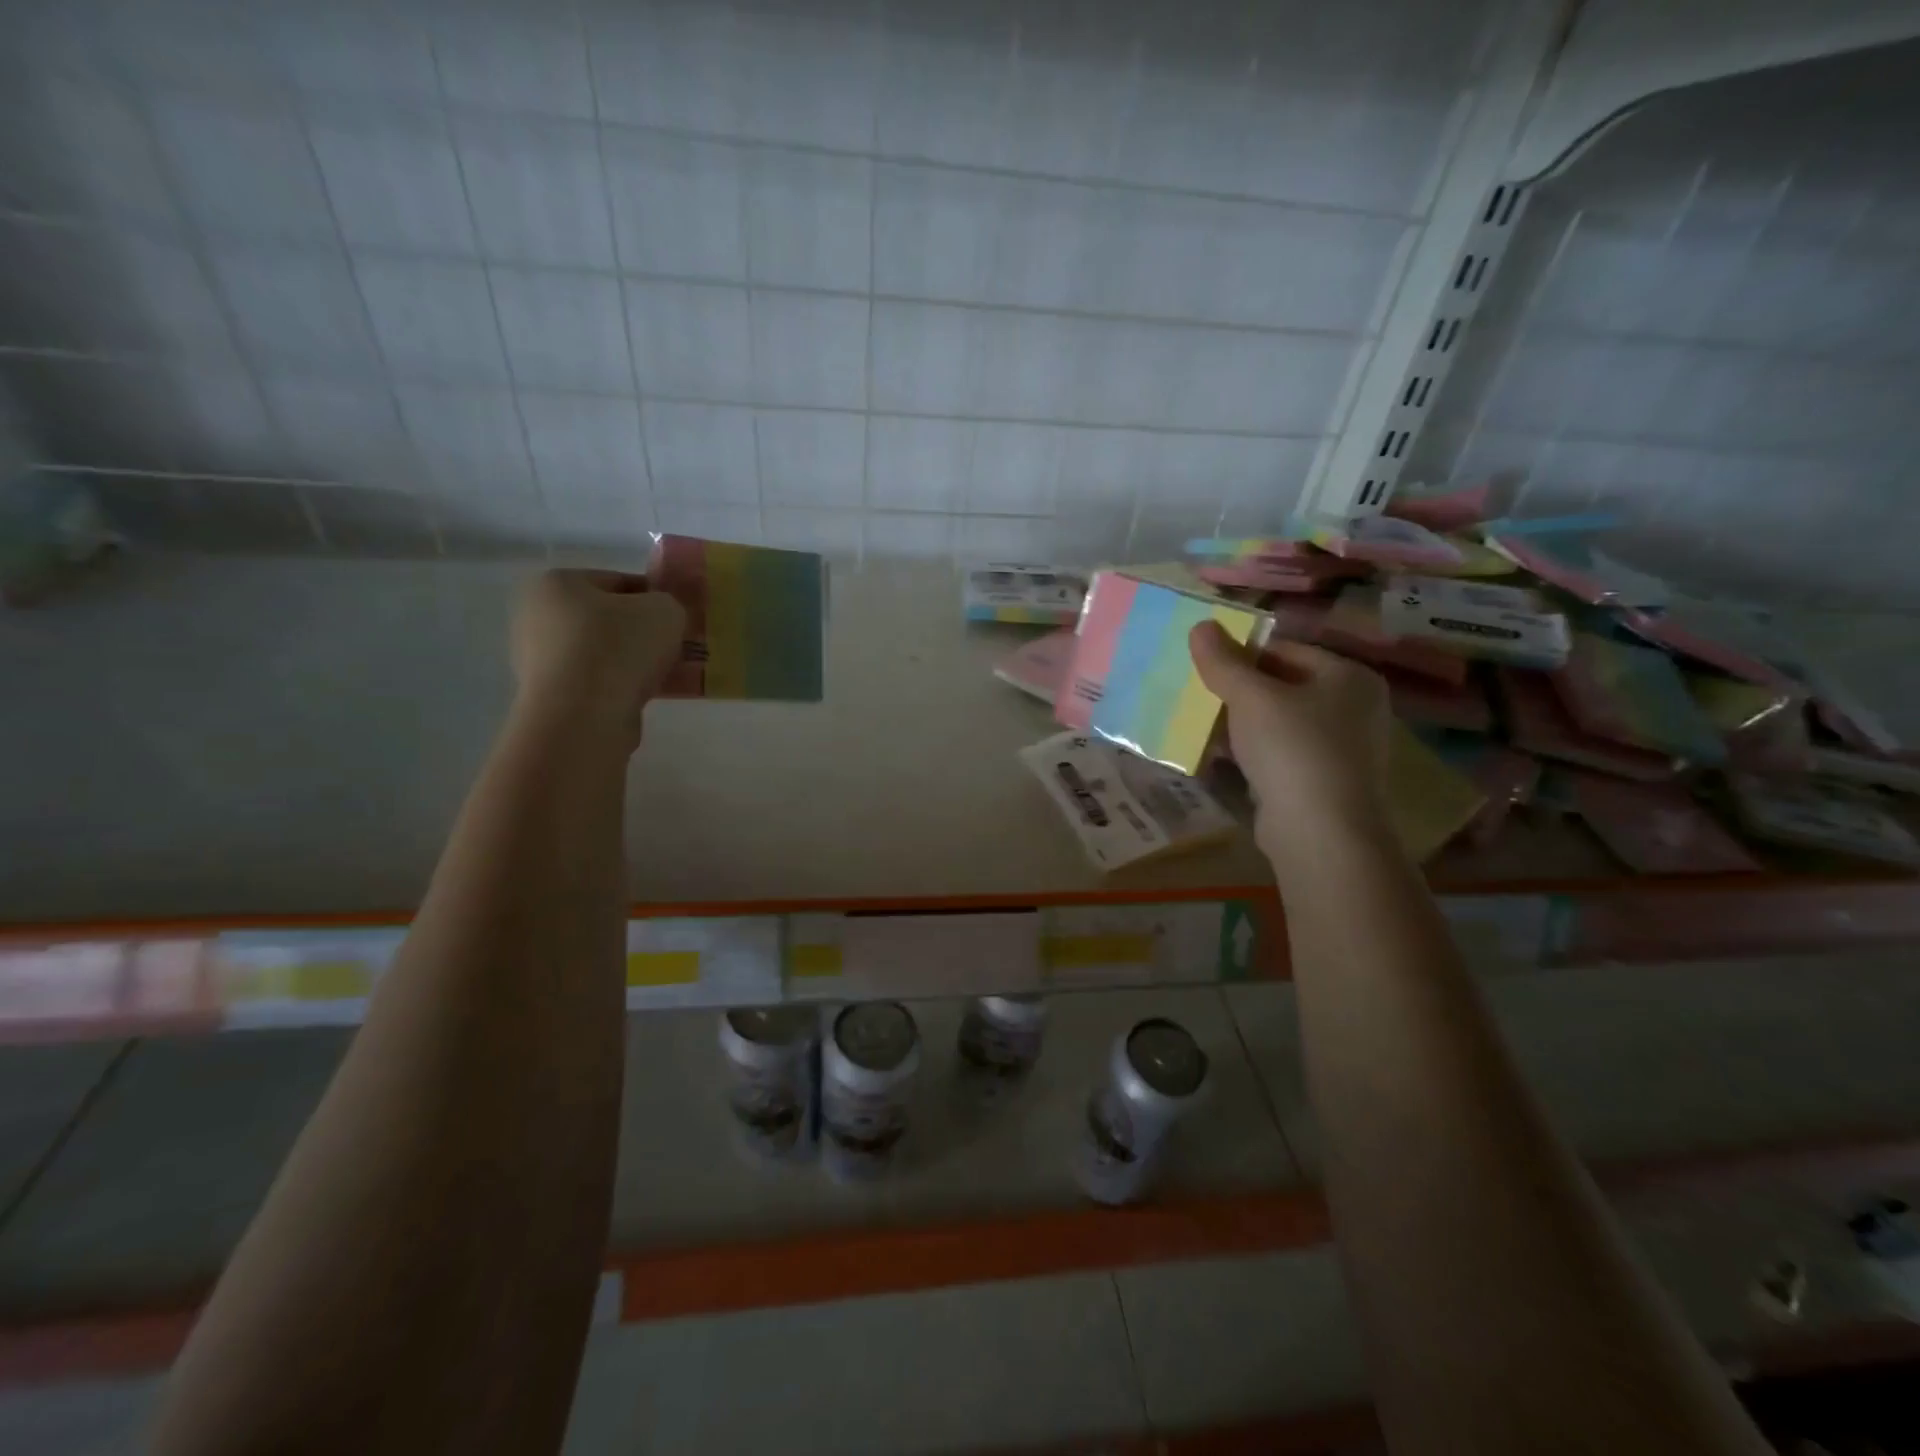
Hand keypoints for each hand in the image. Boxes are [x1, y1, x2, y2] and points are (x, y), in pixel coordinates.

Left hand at [510, 569, 686, 753]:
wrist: (585, 716)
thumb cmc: (620, 648)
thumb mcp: (665, 611)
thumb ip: (668, 604)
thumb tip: (662, 617)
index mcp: (556, 582)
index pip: (617, 581)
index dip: (654, 597)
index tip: (678, 619)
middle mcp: (536, 616)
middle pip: (607, 618)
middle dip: (641, 632)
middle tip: (674, 648)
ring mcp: (538, 658)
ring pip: (602, 652)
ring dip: (632, 661)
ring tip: (665, 675)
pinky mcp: (550, 695)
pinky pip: (596, 682)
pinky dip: (620, 686)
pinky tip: (645, 695)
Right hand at [1189, 621, 1391, 847]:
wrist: (1320, 832)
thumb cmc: (1292, 749)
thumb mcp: (1251, 697)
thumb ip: (1223, 661)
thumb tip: (1200, 625)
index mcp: (1349, 676)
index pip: (1286, 650)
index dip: (1241, 654)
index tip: (1204, 666)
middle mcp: (1354, 708)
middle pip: (1283, 686)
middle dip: (1238, 691)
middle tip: (1199, 695)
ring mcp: (1342, 748)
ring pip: (1279, 723)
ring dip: (1241, 723)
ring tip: (1201, 724)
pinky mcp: (1323, 782)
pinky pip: (1280, 755)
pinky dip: (1252, 752)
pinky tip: (1220, 756)